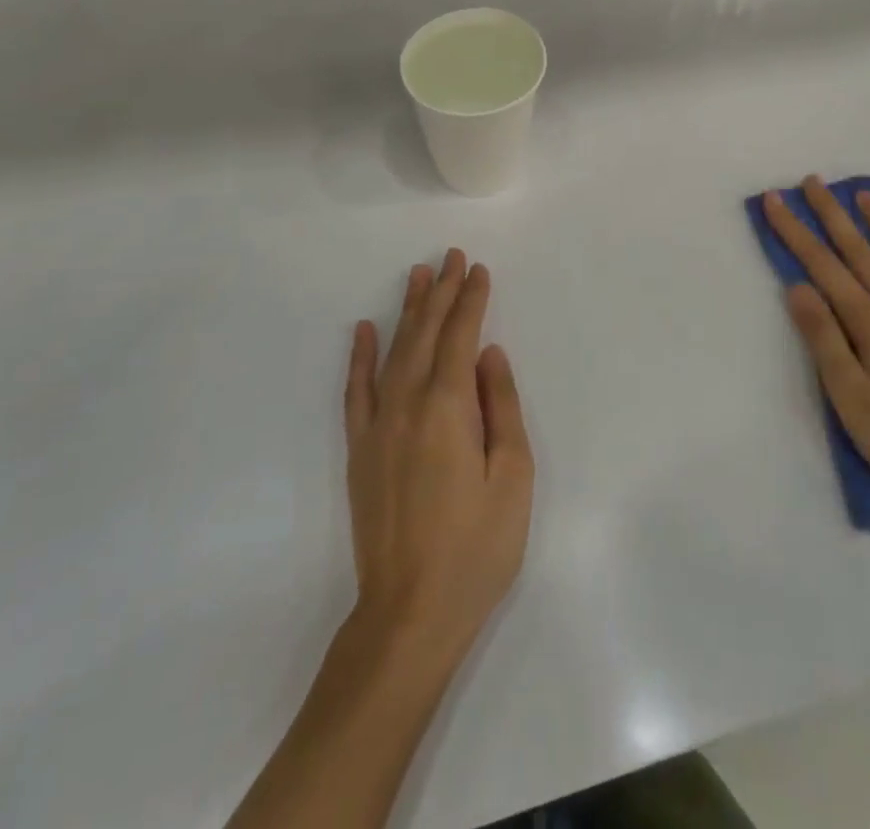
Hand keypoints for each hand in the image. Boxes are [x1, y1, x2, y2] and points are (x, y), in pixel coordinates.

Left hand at [344, 249, 533, 662]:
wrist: (409, 614)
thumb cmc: (476, 548)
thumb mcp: (512, 477)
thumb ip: (500, 407)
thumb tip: (488, 355)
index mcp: (448, 409)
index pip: (460, 337)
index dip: (471, 300)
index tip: (479, 269)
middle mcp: (407, 405)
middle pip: (425, 334)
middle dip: (441, 292)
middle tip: (451, 256)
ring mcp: (377, 426)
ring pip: (393, 351)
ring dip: (407, 311)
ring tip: (418, 275)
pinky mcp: (359, 449)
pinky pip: (356, 390)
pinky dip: (359, 356)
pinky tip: (363, 329)